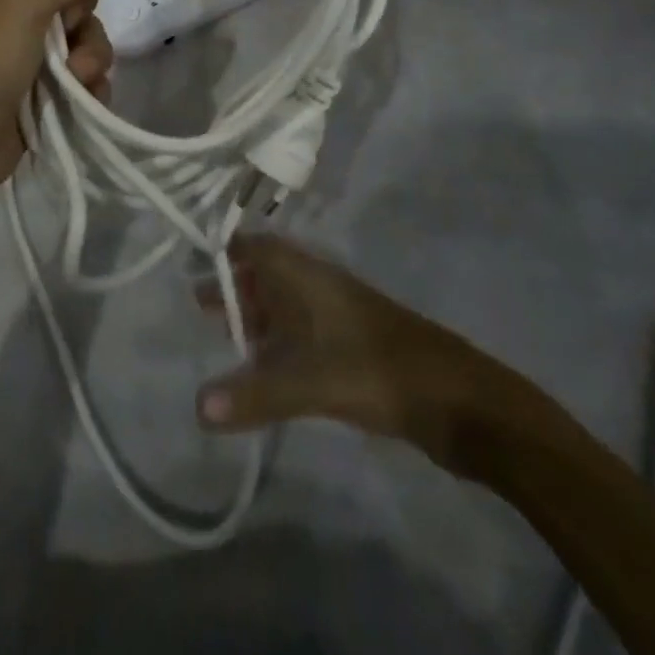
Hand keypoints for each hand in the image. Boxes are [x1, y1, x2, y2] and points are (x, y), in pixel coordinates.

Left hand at [0, 0, 124, 200]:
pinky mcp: (43, 78)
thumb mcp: (21, 5)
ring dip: (90, 55)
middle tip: (66, 31)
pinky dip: (88, 81)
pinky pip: (85, 65)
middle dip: (82, 15)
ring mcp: (27, 40)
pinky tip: (82, 97)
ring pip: (85, 29)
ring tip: (75, 79)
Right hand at [194, 235, 517, 472]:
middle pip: (269, 274)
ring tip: (227, 339)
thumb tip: (195, 408)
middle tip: (201, 309)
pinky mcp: (354, 345)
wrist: (461, 400)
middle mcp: (320, 286)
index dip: (227, 252)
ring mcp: (340, 315)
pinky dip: (282, 342)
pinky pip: (306, 332)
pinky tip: (270, 369)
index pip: (258, 247)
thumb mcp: (311, 382)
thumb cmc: (378, 370)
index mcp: (308, 275)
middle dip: (236, 287)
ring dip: (259, 316)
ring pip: (288, 304)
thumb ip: (254, 394)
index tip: (193, 266)